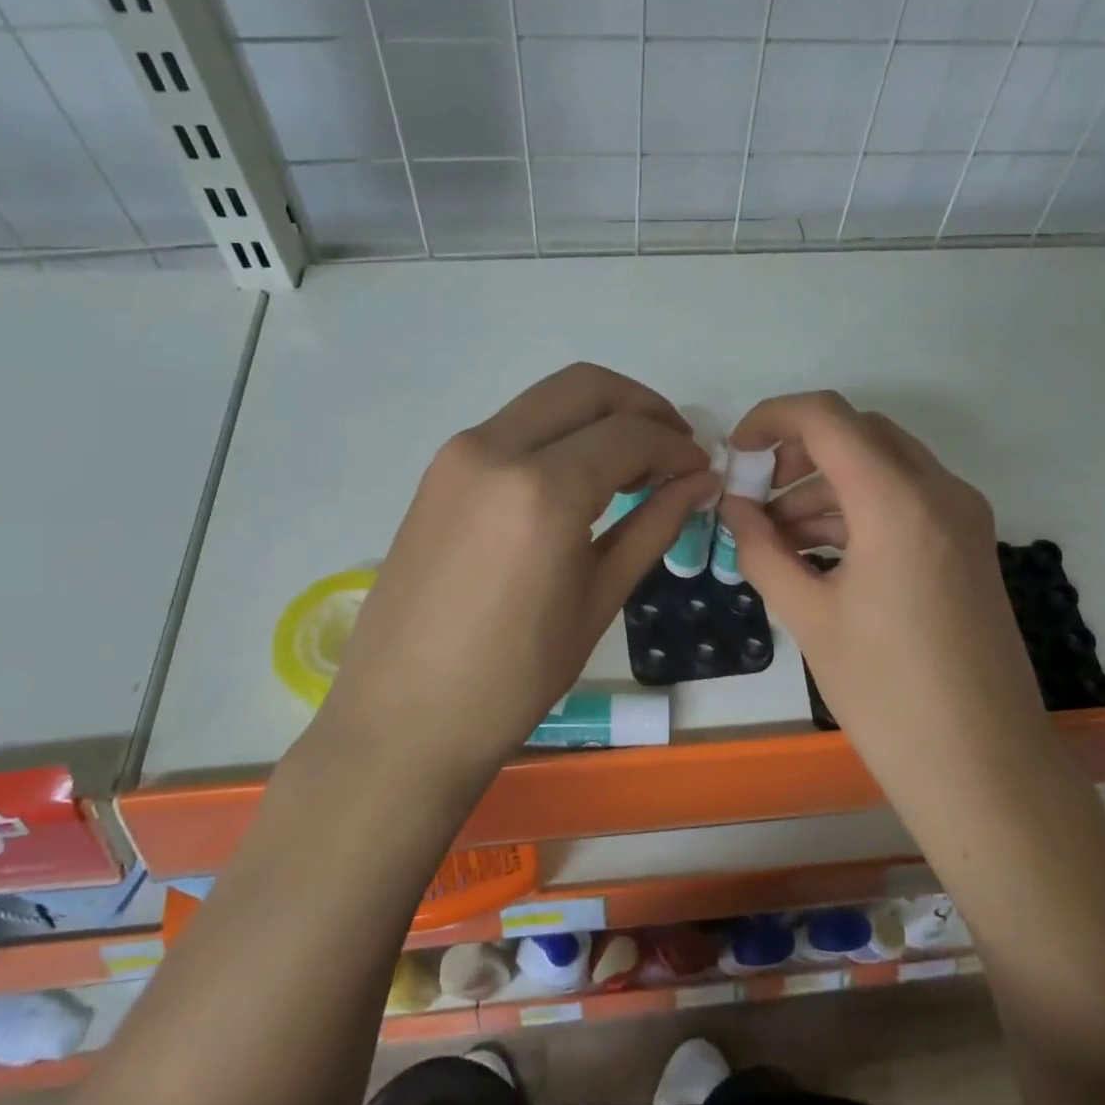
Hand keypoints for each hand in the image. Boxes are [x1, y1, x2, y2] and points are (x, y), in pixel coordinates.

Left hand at [316, 364, 715, 787]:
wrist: (404, 718)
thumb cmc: (514, 677)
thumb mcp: (598, 600)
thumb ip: (654, 526)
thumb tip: (699, 482)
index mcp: (543, 490)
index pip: (630, 434)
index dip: (676, 446)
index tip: (700, 470)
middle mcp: (495, 449)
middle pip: (587, 387)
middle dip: (642, 406)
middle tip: (674, 449)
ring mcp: (459, 455)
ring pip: (548, 399)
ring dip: (600, 416)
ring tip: (634, 467)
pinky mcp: (440, 470)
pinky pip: (515, 427)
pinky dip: (560, 435)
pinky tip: (580, 479)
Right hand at [716, 393, 1036, 785]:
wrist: (983, 766)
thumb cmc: (886, 694)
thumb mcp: (808, 617)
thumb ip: (762, 550)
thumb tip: (734, 509)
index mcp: (898, 503)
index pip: (828, 418)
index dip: (772, 418)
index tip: (737, 452)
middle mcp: (940, 493)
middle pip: (859, 433)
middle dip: (799, 451)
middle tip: (757, 494)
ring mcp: (963, 518)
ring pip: (884, 466)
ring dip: (827, 485)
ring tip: (777, 535)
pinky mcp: (969, 545)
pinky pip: (906, 500)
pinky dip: (859, 509)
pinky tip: (819, 553)